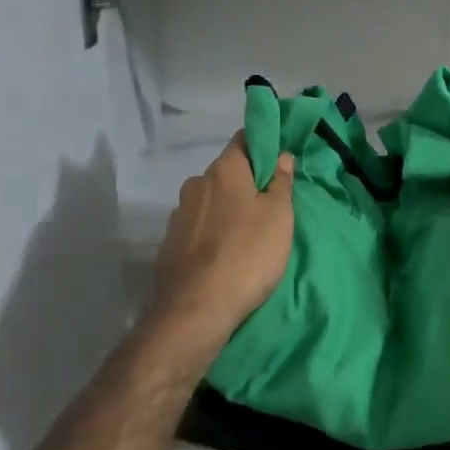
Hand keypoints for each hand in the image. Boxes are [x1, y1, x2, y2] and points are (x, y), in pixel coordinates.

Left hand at [150, 133, 293, 348]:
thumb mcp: (279, 217)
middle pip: (227, 173)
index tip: (279, 163)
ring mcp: (178, 214)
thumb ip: (280, 182)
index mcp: (224, 169)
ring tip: (247, 237)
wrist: (195, 310)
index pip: (244, 139)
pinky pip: (197, 228)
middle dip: (247, 183)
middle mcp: (196, 183)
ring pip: (211, 202)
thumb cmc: (247, 254)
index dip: (264, 146)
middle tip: (270, 208)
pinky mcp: (169, 244)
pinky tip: (224, 256)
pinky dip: (212, 234)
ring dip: (228, 211)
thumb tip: (281, 155)